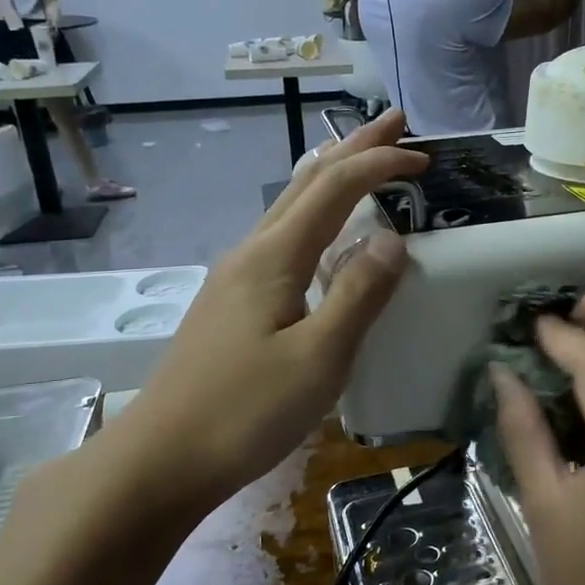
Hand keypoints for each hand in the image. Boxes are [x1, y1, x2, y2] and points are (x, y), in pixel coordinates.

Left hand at [101, 109, 427, 514]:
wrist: (161, 460)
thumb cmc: (244, 412)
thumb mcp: (318, 359)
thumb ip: (358, 296)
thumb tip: (393, 239)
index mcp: (274, 257)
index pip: (334, 189)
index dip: (379, 164)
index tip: (423, 158)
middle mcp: (252, 253)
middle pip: (306, 182)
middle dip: (353, 148)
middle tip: (396, 124)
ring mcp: (236, 278)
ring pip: (289, 207)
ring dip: (331, 178)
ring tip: (363, 161)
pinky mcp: (232, 305)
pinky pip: (282, 238)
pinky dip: (314, 215)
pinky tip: (322, 236)